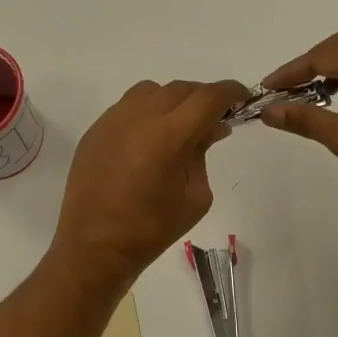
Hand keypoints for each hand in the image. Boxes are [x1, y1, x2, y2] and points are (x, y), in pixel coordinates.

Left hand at [52, 78, 249, 288]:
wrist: (95, 247)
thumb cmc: (152, 230)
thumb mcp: (195, 196)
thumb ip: (203, 154)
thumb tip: (213, 127)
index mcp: (167, 138)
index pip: (207, 98)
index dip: (230, 92)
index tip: (242, 97)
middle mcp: (138, 119)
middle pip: (180, 89)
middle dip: (202, 98)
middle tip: (213, 118)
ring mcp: (112, 121)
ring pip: (151, 91)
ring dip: (172, 100)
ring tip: (179, 125)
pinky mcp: (95, 130)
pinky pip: (127, 106)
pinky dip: (146, 111)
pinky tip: (149, 138)